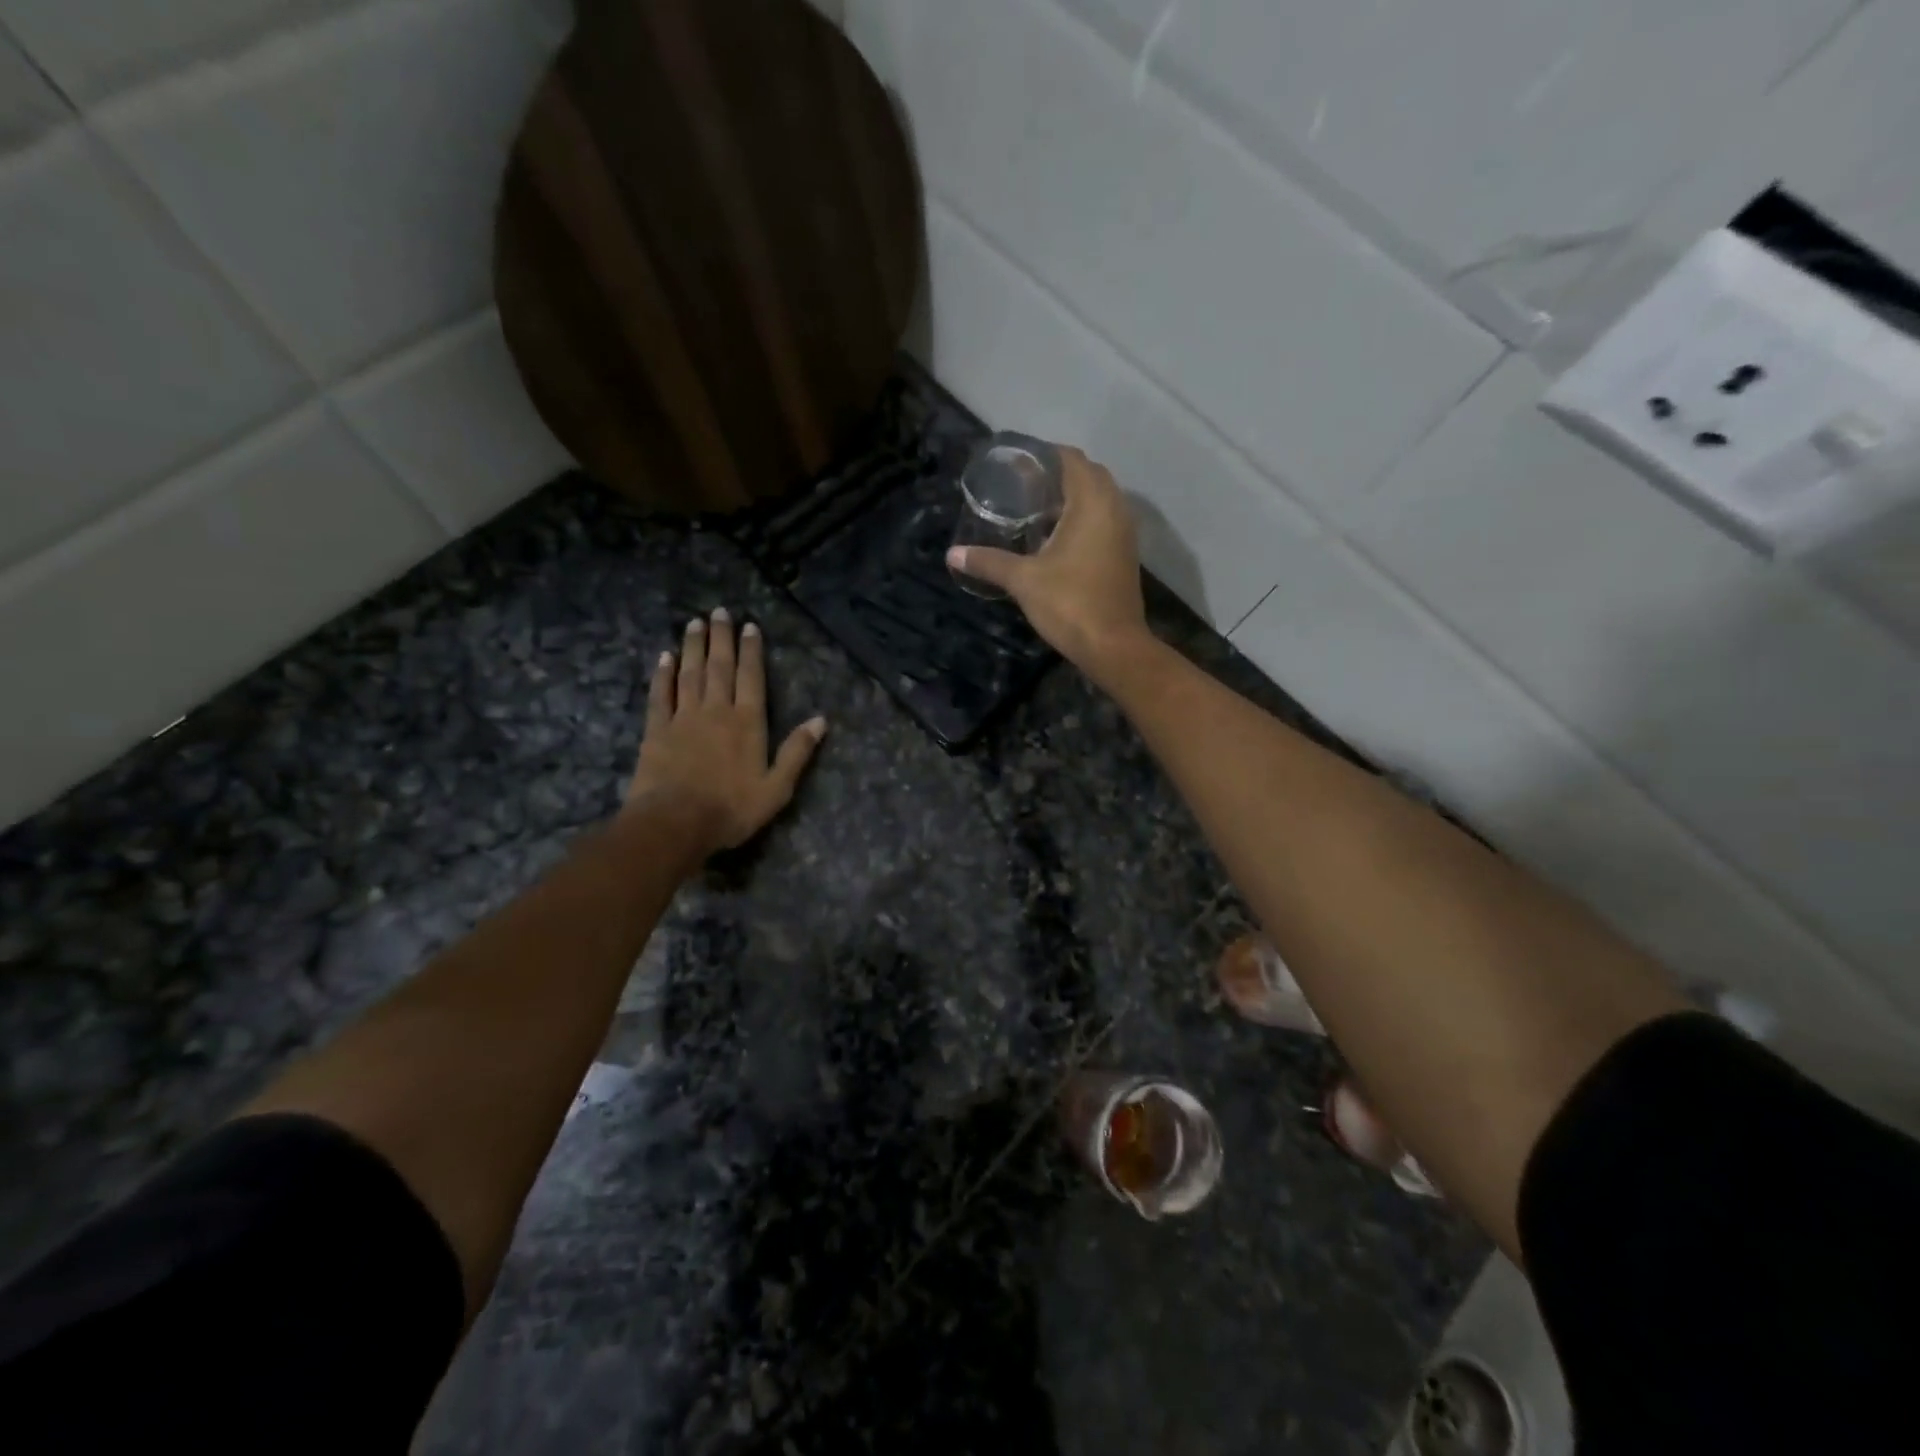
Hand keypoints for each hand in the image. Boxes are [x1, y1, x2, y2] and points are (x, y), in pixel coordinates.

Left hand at [627, 610, 826, 853]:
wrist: (675, 822)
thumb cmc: (731, 809)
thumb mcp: (777, 788)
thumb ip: (797, 752)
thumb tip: (820, 720)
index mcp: (748, 722)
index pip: (751, 677)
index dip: (751, 650)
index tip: (749, 626)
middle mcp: (716, 710)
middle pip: (719, 667)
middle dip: (721, 638)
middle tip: (719, 611)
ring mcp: (683, 717)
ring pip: (689, 673)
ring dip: (693, 647)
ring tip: (694, 623)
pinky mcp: (656, 730)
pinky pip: (660, 694)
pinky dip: (662, 674)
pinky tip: (664, 657)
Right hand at [947, 447, 1150, 674]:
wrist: (1113, 646)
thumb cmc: (1070, 603)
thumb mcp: (1023, 580)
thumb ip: (989, 562)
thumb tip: (952, 554)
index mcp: (1092, 503)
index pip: (1072, 459)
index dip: (1044, 455)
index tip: (1016, 462)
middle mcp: (1115, 509)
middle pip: (1088, 474)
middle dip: (1057, 474)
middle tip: (1023, 485)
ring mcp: (1124, 532)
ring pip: (1099, 498)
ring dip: (1071, 497)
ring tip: (1035, 508)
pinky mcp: (1124, 554)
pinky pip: (1103, 520)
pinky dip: (1082, 518)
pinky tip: (1055, 536)